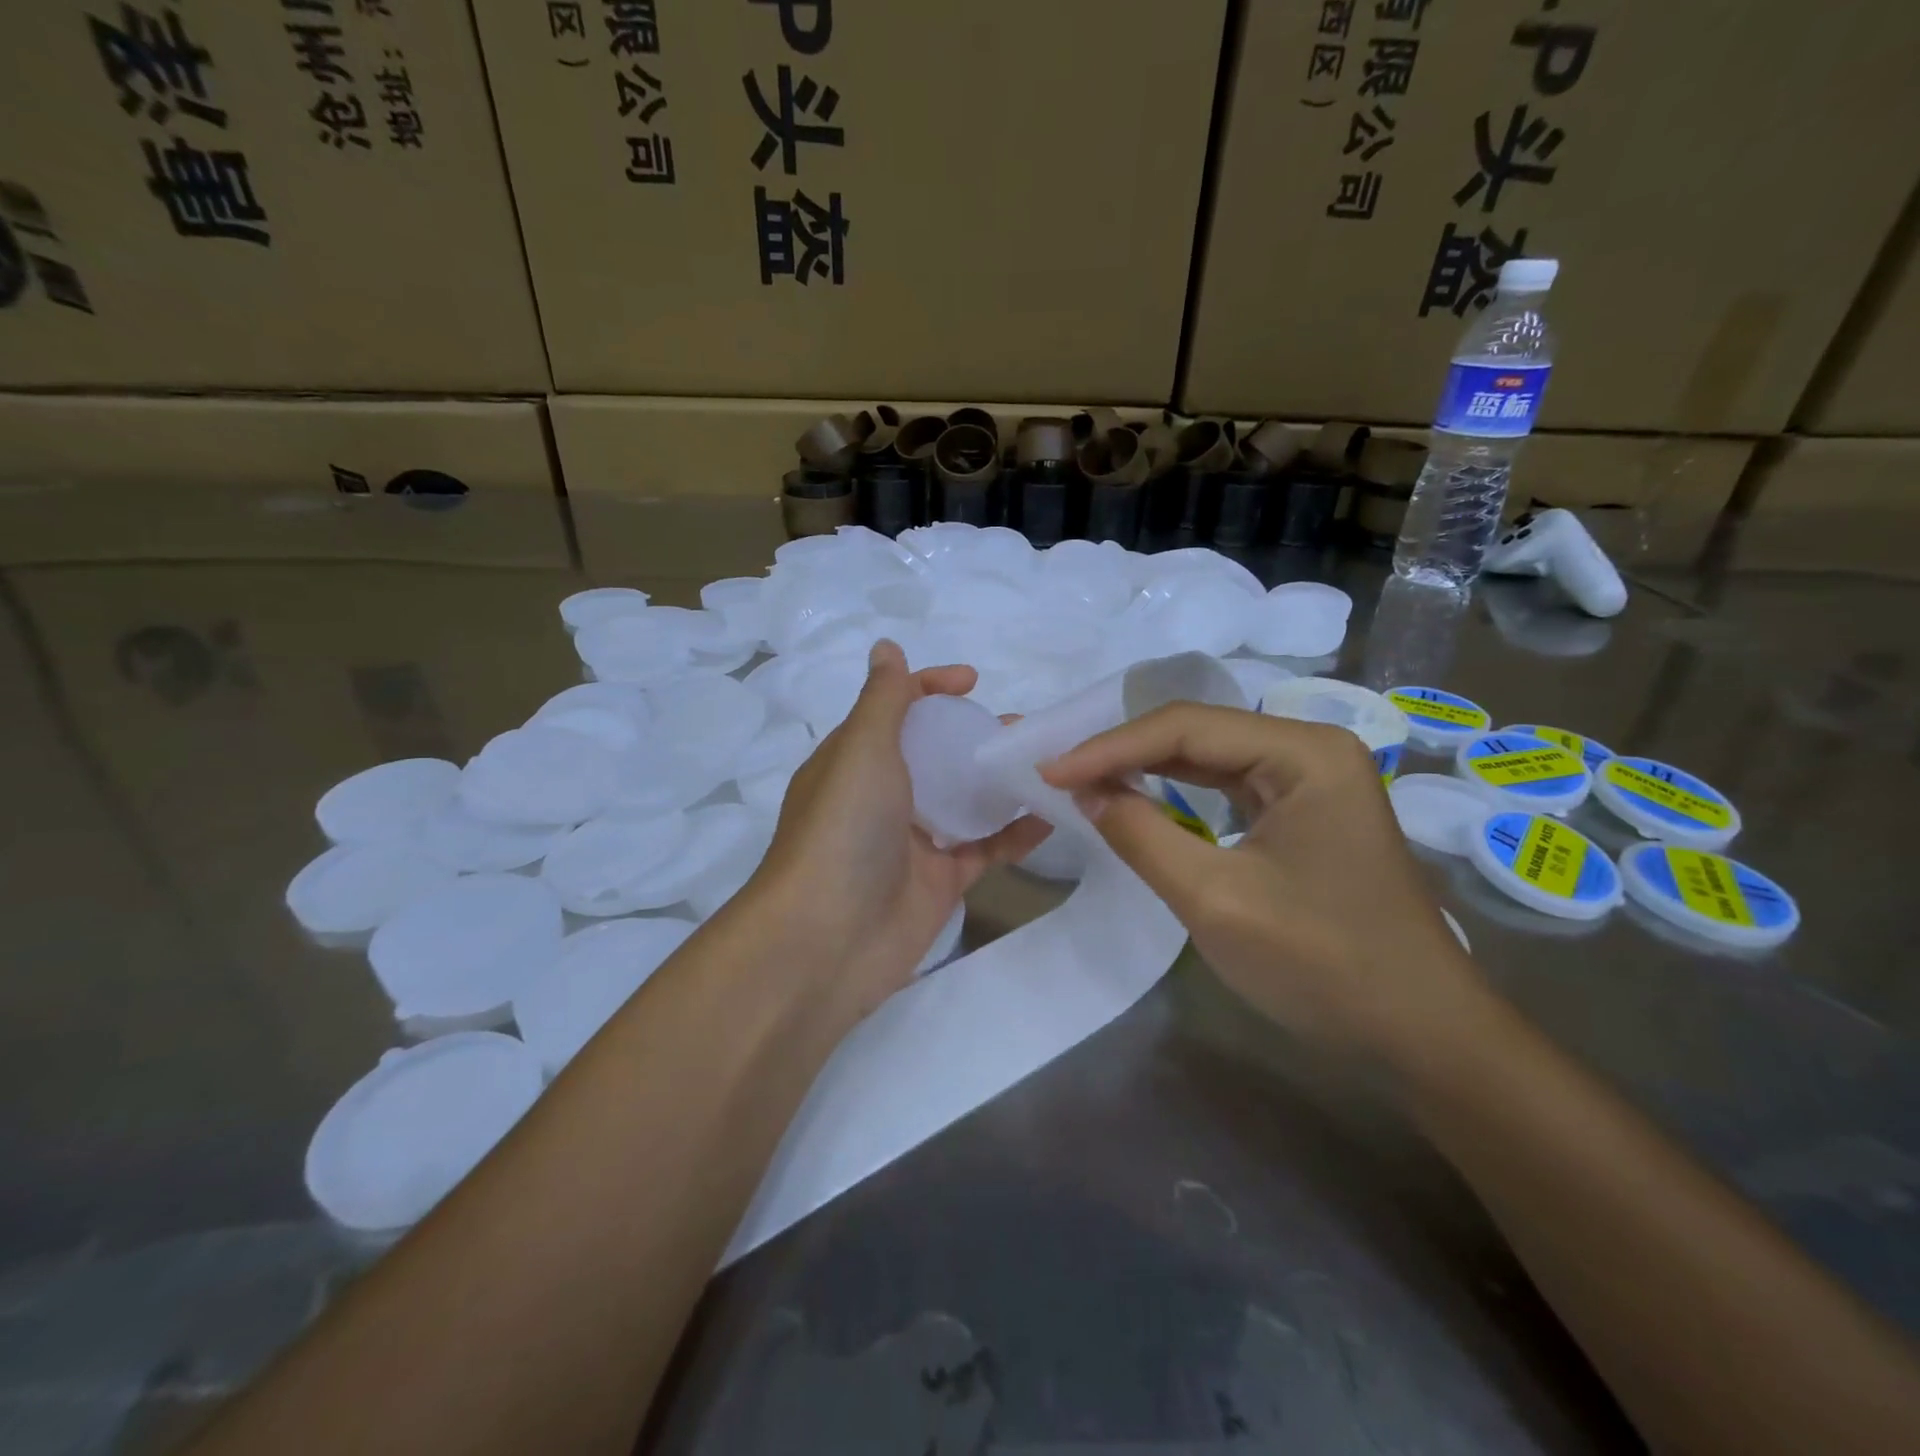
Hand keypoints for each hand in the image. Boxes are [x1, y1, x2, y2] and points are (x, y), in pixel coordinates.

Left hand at [750, 640, 1049, 1024]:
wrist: (828, 940)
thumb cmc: (843, 829)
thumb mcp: (862, 750)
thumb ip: (883, 700)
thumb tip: (887, 647)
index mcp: (854, 760)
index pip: (895, 710)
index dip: (930, 689)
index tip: (973, 683)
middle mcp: (881, 797)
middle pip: (934, 754)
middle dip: (973, 735)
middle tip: (1020, 728)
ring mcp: (913, 842)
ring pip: (963, 800)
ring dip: (999, 779)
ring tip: (1045, 761)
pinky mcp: (941, 882)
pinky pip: (985, 847)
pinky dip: (1016, 831)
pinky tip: (1052, 814)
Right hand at [1041, 705, 1488, 1065]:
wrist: (1422, 1035)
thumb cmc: (1323, 963)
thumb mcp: (1215, 899)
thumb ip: (1141, 834)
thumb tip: (1085, 791)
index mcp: (1304, 751)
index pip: (1186, 727)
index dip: (1109, 748)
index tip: (1049, 773)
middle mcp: (1311, 749)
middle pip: (1199, 733)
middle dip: (1125, 752)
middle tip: (1060, 774)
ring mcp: (1313, 780)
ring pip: (1210, 758)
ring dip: (1147, 768)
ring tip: (1086, 781)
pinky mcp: (1305, 813)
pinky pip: (1228, 787)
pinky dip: (1178, 793)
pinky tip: (1140, 797)